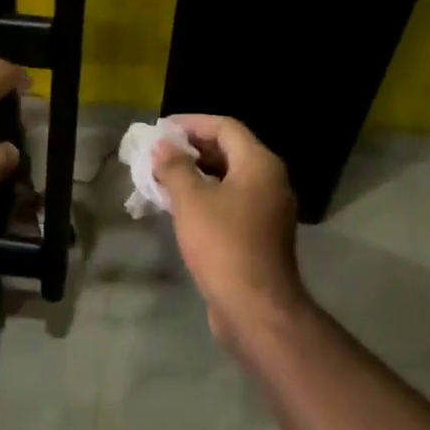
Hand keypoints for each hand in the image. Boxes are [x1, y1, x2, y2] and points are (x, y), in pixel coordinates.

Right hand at [153, 115, 307, 348]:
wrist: (254, 305)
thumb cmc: (222, 244)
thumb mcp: (191, 201)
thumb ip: (175, 168)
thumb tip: (162, 146)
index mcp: (259, 164)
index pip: (225, 127)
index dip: (192, 123)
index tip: (161, 129)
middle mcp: (270, 180)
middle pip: (230, 150)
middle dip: (192, 149)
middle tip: (158, 153)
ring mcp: (268, 208)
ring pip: (230, 178)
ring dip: (197, 174)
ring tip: (162, 178)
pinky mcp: (260, 233)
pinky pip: (232, 201)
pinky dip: (207, 196)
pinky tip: (180, 207)